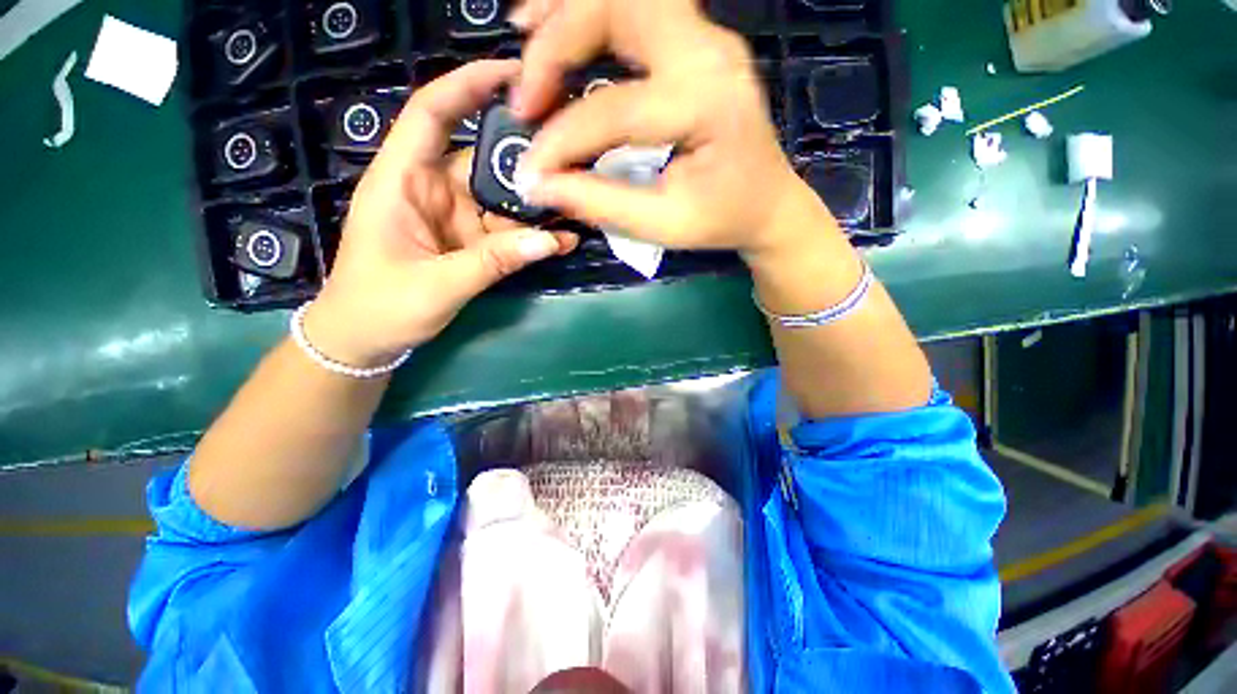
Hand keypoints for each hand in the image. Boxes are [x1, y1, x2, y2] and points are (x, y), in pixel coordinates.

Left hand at [303, 60, 576, 368]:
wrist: (366, 340)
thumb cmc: (380, 307)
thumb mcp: (437, 285)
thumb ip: (494, 261)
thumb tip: (551, 240)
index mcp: (402, 182)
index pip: (430, 113)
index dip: (467, 85)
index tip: (514, 73)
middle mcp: (431, 190)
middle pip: (481, 158)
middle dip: (523, 156)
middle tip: (571, 155)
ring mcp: (454, 218)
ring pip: (500, 199)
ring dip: (535, 205)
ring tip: (576, 204)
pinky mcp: (469, 242)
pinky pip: (505, 232)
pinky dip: (531, 237)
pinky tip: (561, 241)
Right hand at [510, 0, 833, 257]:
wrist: (767, 203)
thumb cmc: (723, 218)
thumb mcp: (664, 224)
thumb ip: (601, 202)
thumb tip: (540, 185)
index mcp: (707, 103)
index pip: (615, 108)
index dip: (562, 140)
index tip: (530, 171)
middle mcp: (709, 53)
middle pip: (617, 6)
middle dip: (557, 43)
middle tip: (526, 95)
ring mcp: (706, 39)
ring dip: (567, 13)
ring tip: (526, 40)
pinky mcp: (696, 44)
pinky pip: (636, 5)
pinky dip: (590, 13)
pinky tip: (559, 30)